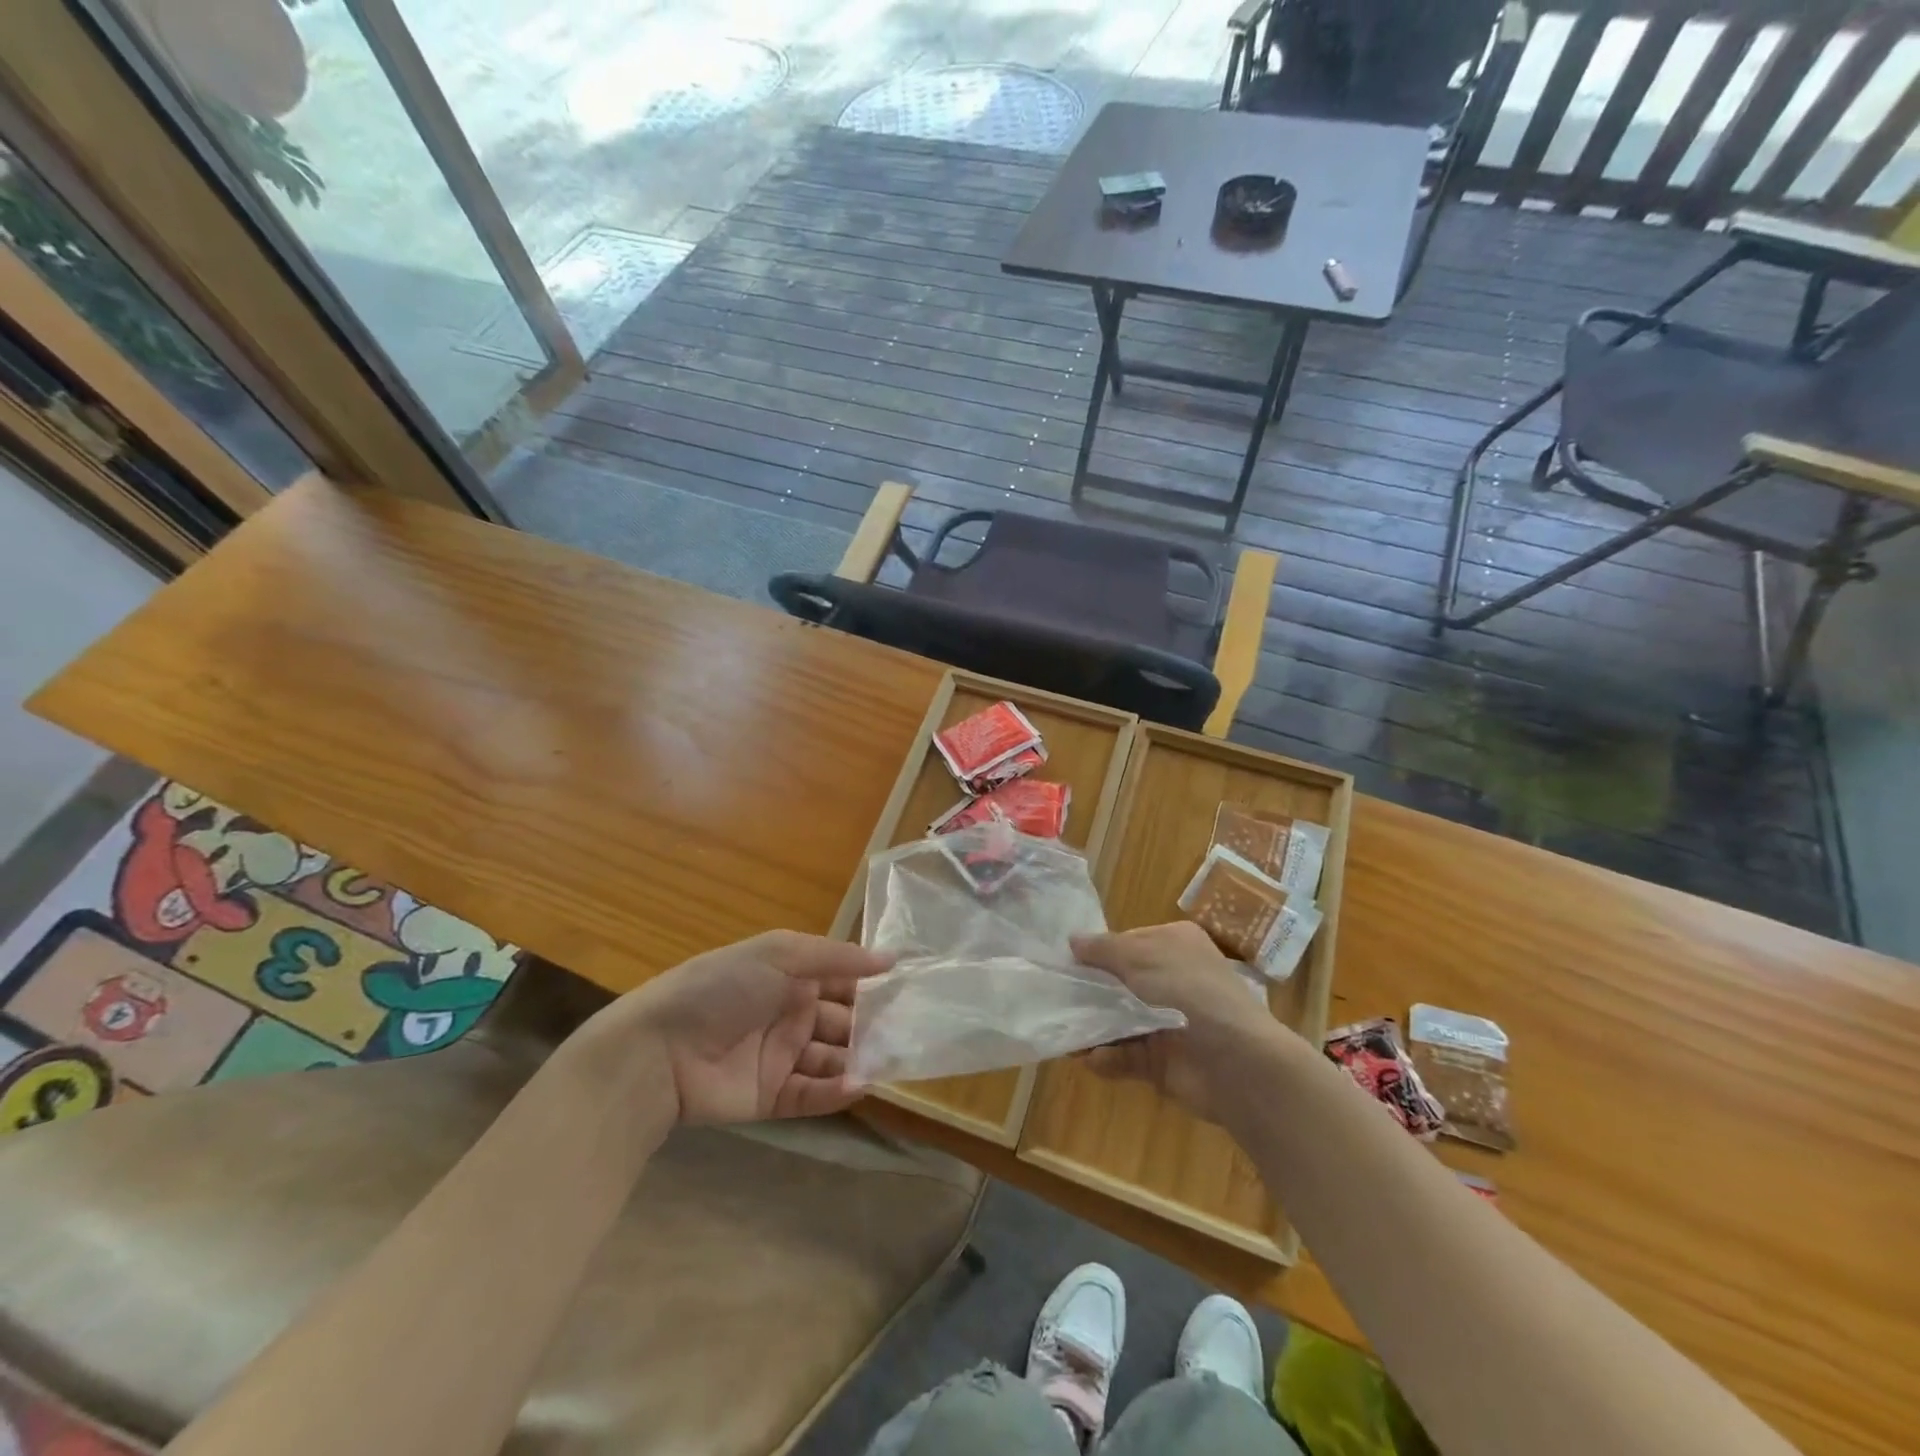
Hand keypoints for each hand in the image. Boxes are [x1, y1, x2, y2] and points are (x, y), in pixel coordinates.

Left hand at [613, 931, 891, 1123]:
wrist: (659, 1050)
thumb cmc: (722, 988)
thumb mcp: (779, 953)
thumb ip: (836, 957)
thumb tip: (892, 958)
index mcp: (791, 977)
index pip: (843, 981)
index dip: (873, 986)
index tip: (910, 991)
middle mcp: (791, 1014)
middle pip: (844, 1021)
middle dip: (873, 1026)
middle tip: (910, 1032)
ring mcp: (782, 1057)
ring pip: (833, 1058)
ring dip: (860, 1059)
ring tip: (889, 1062)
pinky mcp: (772, 1096)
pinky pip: (812, 1093)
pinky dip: (836, 1090)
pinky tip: (858, 1084)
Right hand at [1071, 922, 1288, 1122]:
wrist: (1236, 1063)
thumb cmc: (1188, 992)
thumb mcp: (1141, 957)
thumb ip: (1103, 949)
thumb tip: (1072, 940)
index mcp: (1175, 945)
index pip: (1127, 942)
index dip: (1098, 952)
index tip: (1067, 963)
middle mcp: (1172, 979)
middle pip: (1119, 983)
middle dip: (1089, 994)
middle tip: (1056, 1000)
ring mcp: (1168, 1022)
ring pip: (1118, 1020)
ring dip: (1092, 1028)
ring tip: (1066, 1035)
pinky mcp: (1163, 1061)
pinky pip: (1126, 1055)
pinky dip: (1109, 1057)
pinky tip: (1093, 1059)